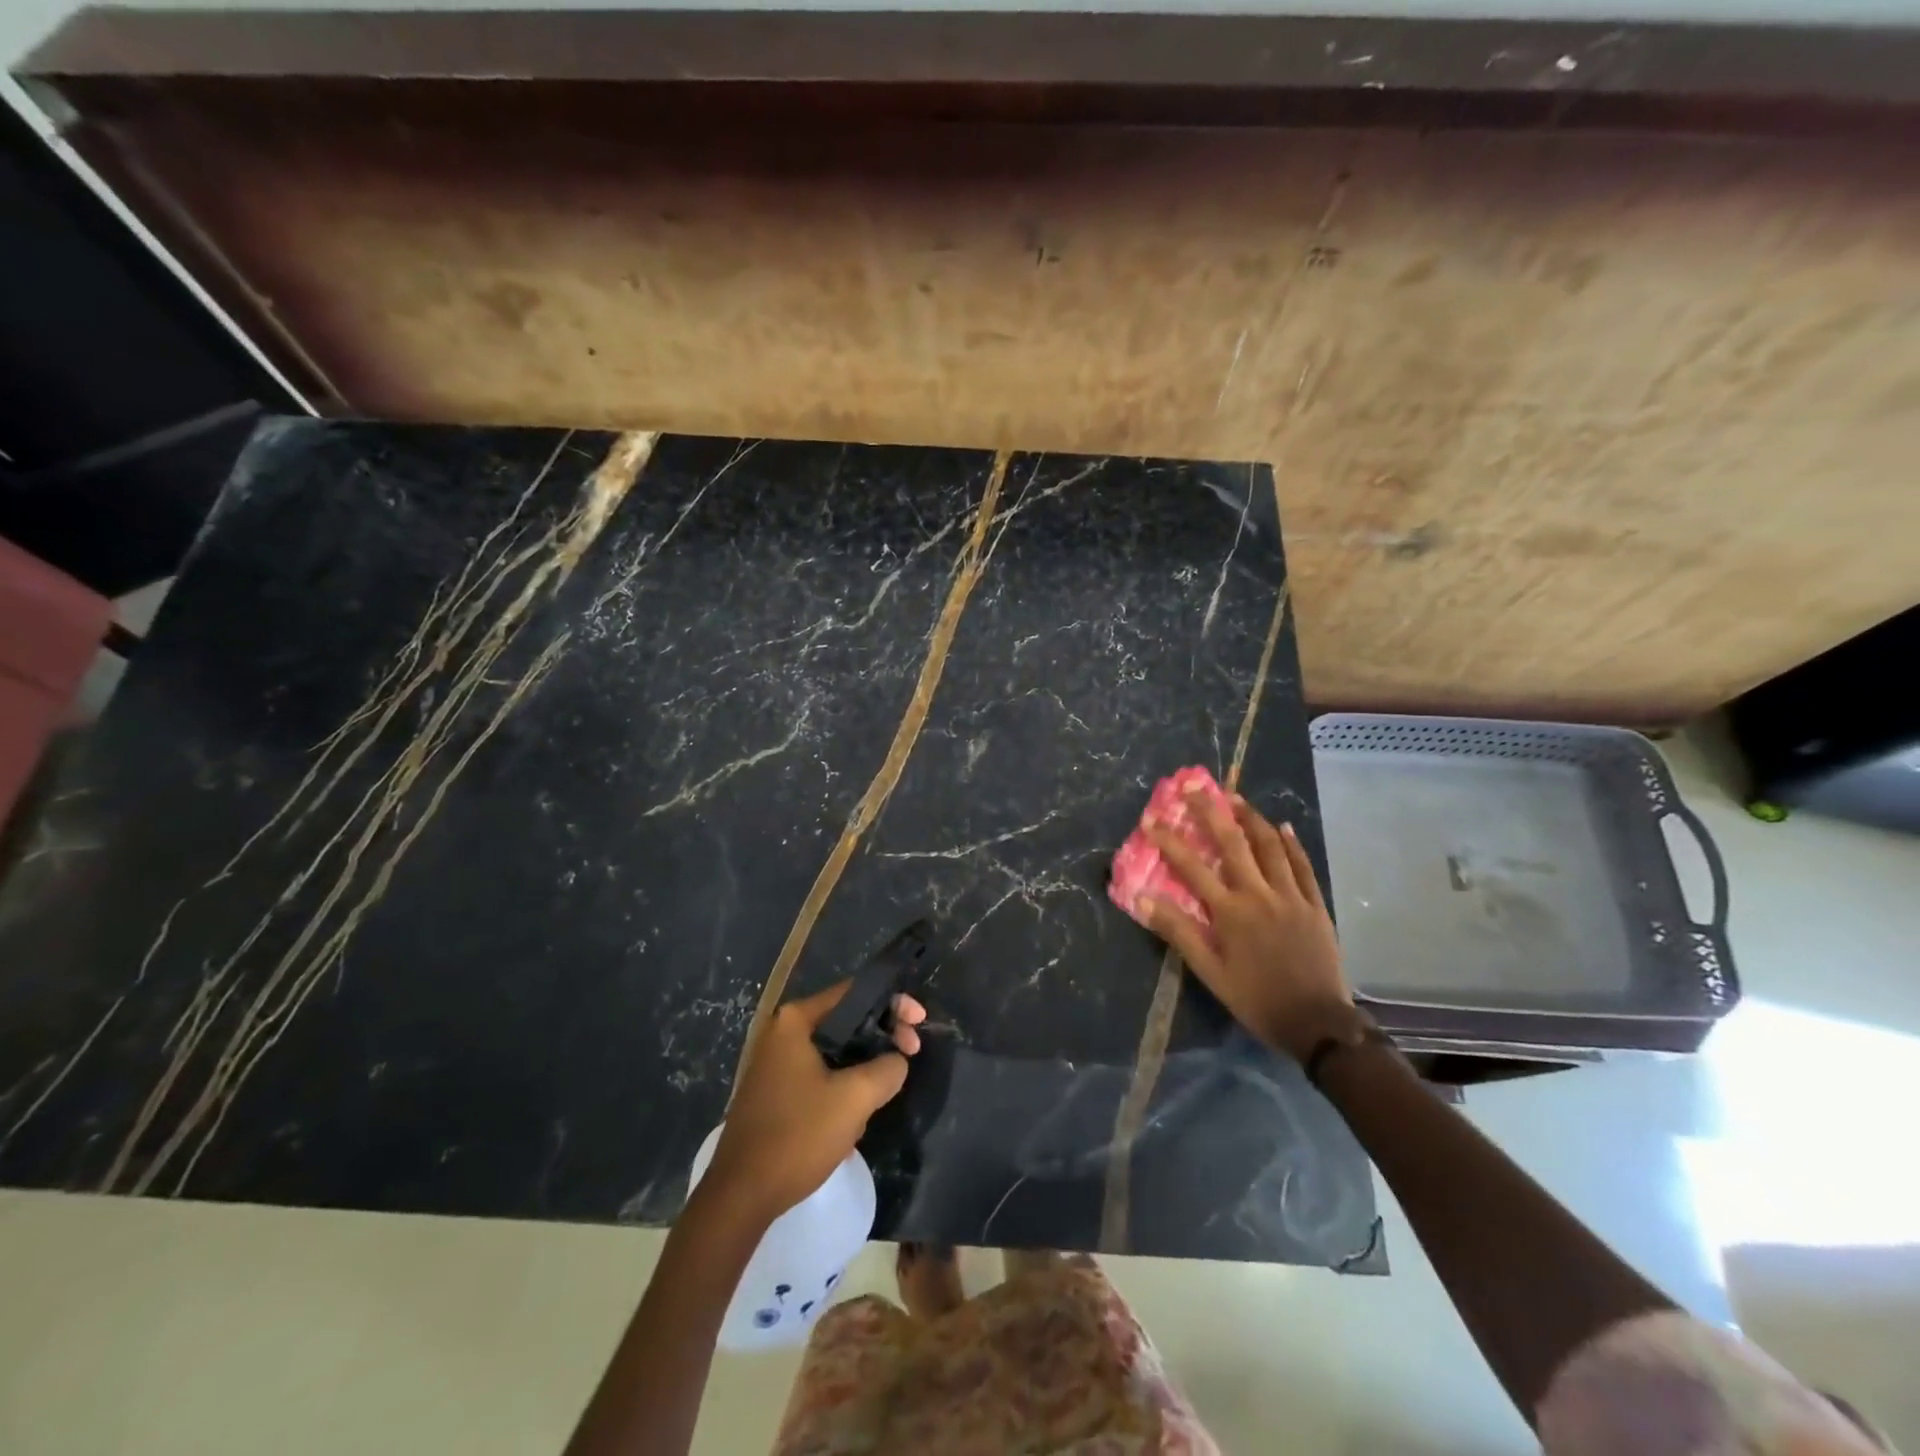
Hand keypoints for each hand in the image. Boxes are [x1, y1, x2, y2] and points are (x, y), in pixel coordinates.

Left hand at [702, 982, 925, 1224]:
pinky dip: (843, 1086)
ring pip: (836, 1051)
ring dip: (863, 1068)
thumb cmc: (797, 1136)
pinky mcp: (776, 1091)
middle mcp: (782, 1032)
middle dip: (881, 1037)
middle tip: (910, 1055)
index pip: (854, 993)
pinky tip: (854, 1117)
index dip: (893, 1003)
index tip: (919, 1023)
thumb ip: (887, 1068)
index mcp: (796, 1020)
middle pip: (846, 1020)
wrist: (740, 1197)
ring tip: (881, 1094)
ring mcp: (776, 1062)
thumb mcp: (854, 1099)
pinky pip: (820, 1074)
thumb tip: (897, 1060)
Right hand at [1143, 791, 1356, 1061]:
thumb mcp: (1210, 973)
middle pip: (1233, 844)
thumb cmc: (1257, 1000)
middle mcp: (1260, 894)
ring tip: (1234, 797)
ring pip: (1270, 847)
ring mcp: (1292, 896)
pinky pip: (1303, 867)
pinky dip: (1291, 844)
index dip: (1169, 841)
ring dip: (1251, 818)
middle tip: (1195, 785)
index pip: (1192, 868)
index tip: (1150, 818)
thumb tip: (1143, 899)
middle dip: (1211, 811)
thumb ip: (1179, 932)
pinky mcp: (1315, 905)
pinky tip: (1282, 826)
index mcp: (1231, 912)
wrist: (1318, 1023)